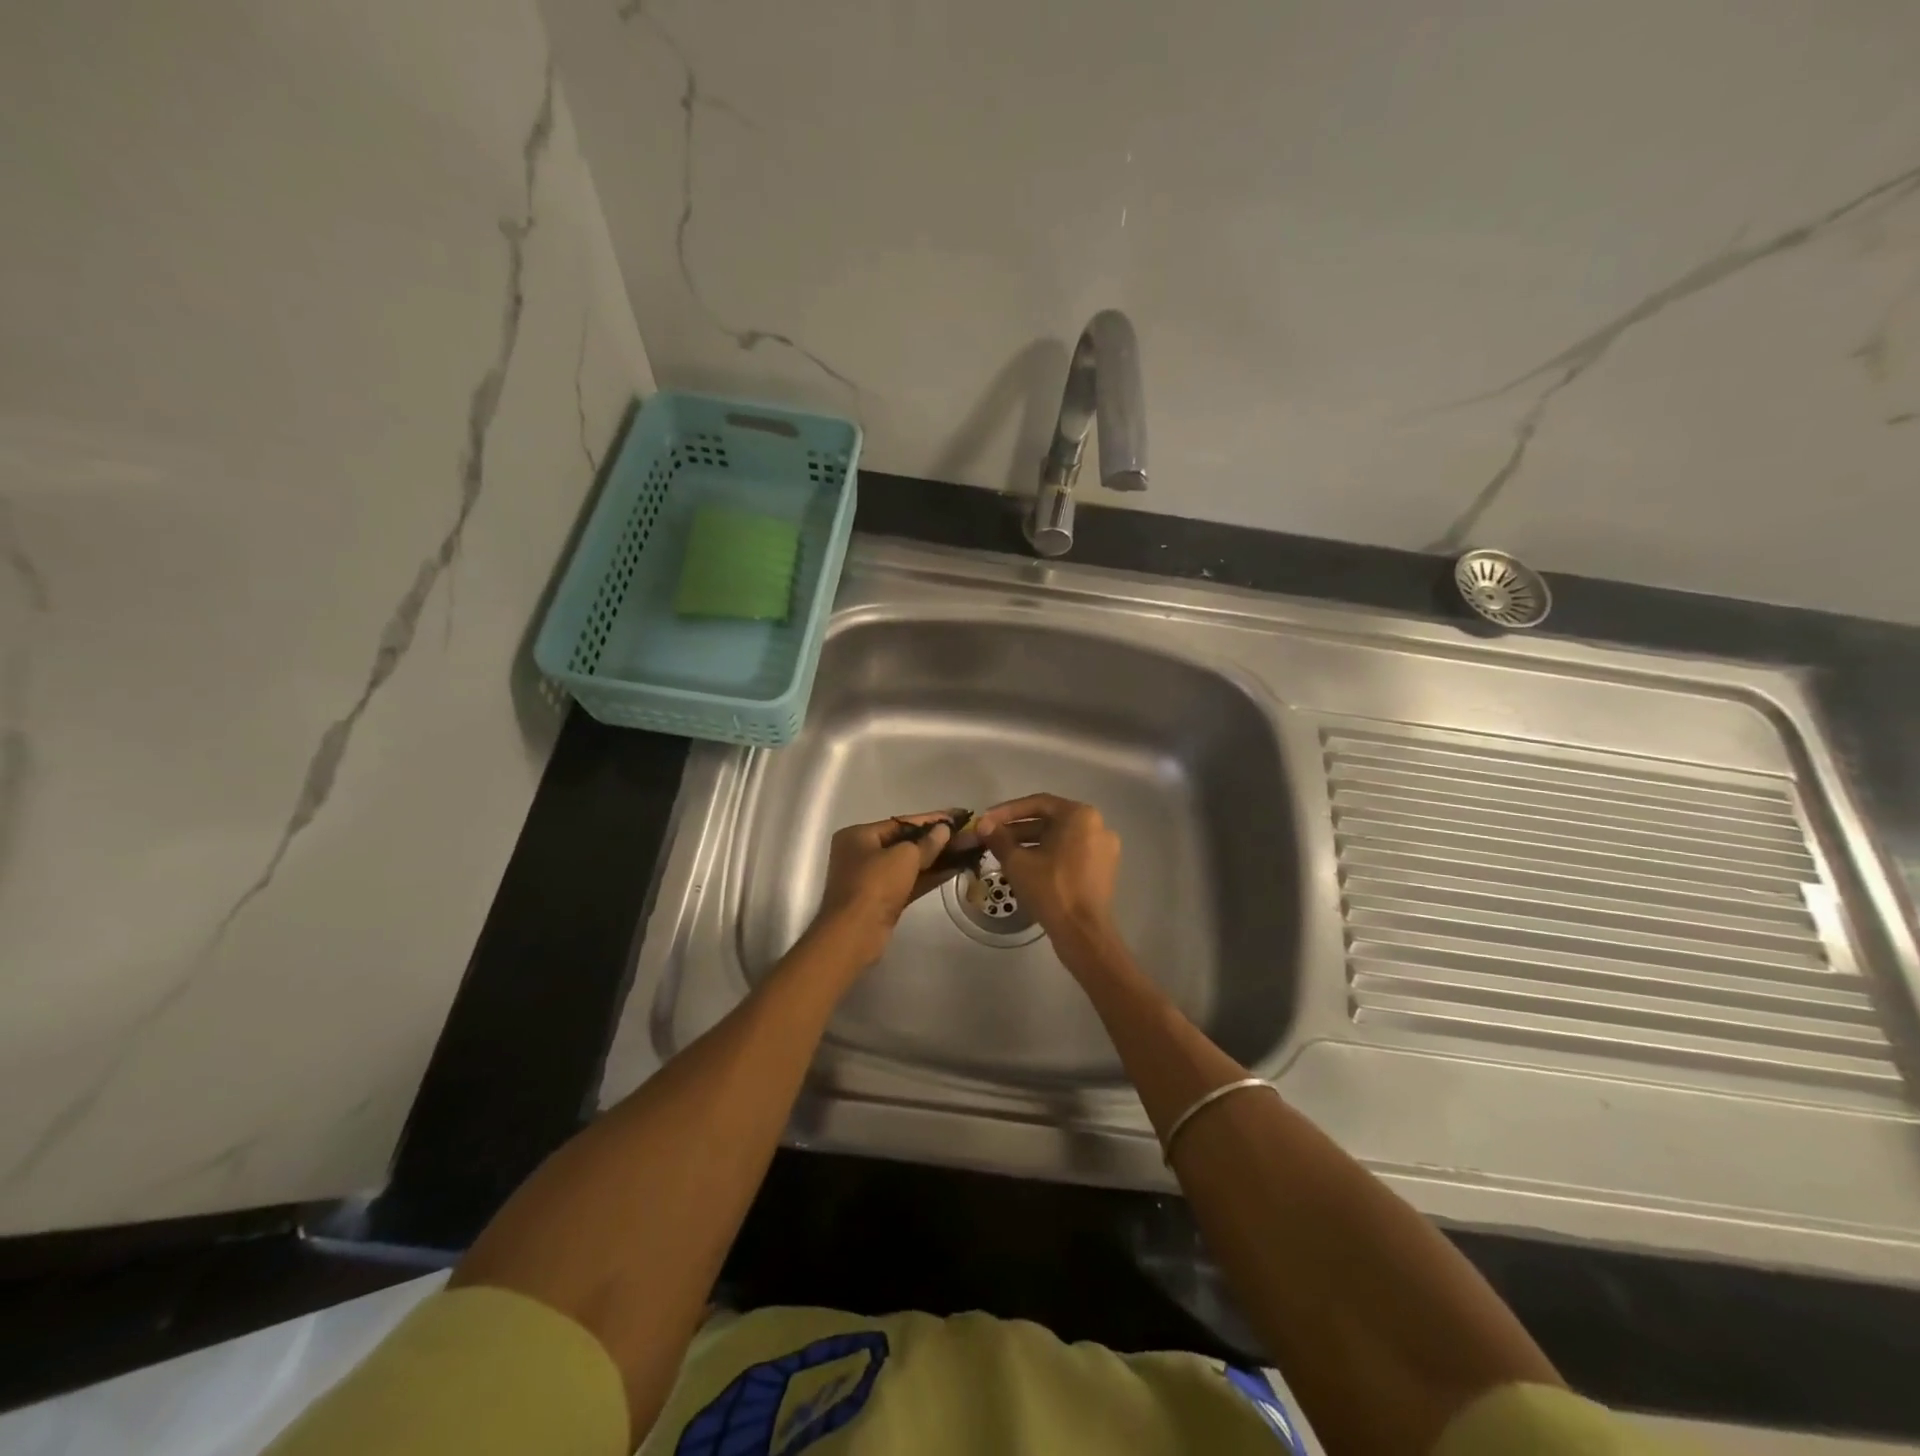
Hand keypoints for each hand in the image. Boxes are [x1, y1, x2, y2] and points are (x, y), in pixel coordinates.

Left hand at [812, 811, 960, 965]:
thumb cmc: (874, 885)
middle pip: (905, 842)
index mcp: (858, 836)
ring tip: (967, 849)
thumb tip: (944, 830)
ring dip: (937, 858)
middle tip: (966, 833)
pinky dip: (930, 875)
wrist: (855, 934)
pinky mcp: (884, 900)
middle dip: (936, 839)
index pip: (901, 822)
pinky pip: (910, 881)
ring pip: (909, 863)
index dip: (932, 819)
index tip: (958, 815)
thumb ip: (927, 842)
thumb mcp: (904, 857)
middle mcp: (862, 854)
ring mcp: (872, 879)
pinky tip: (956, 868)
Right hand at [975, 795, 1120, 947]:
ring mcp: (1103, 848)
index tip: (986, 821)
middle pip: (1049, 820)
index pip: (1037, 804)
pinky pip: (1070, 853)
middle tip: (991, 837)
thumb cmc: (1051, 889)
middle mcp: (1097, 826)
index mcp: (1080, 816)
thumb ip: (999, 838)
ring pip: (1059, 838)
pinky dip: (1048, 855)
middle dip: (1017, 828)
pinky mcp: (1102, 869)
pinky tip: (1025, 867)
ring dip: (1030, 843)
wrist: (1083, 933)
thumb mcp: (1018, 862)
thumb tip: (983, 825)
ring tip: (1002, 853)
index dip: (1007, 811)